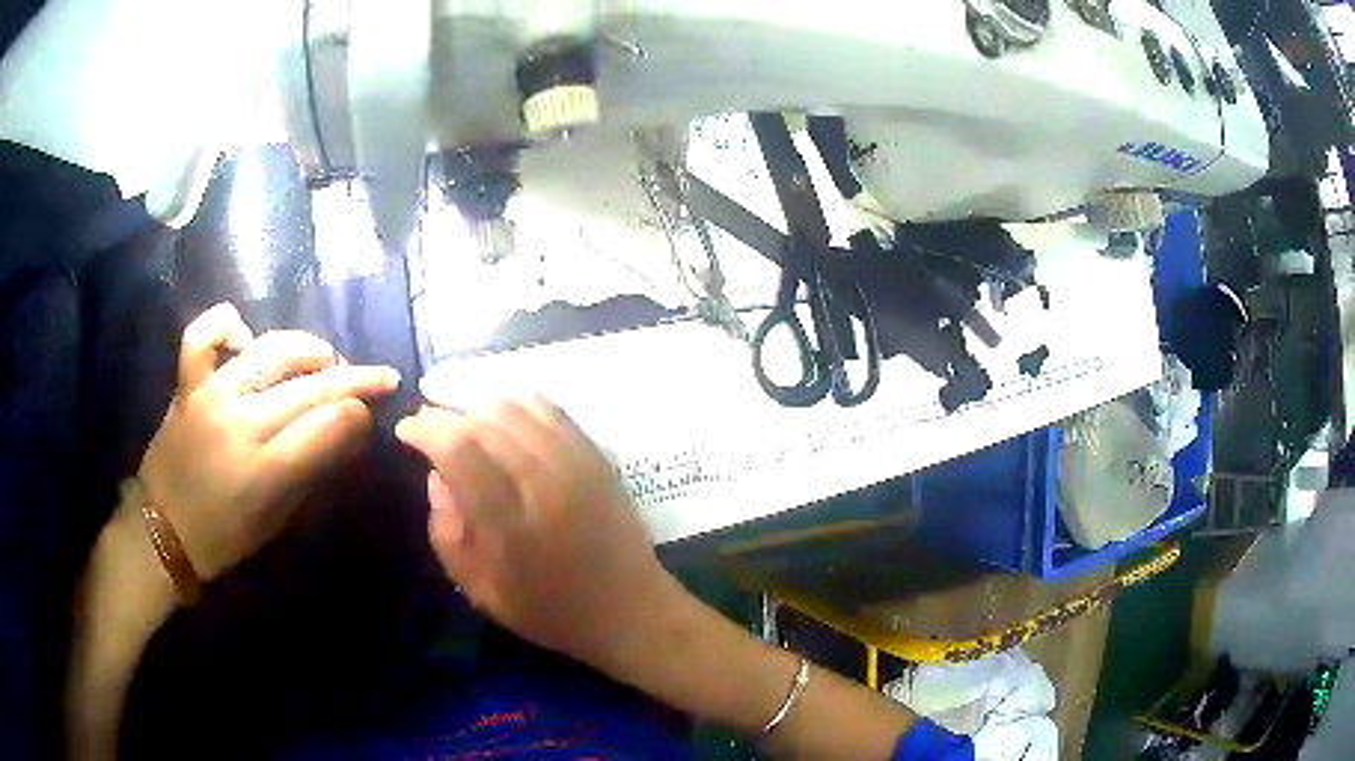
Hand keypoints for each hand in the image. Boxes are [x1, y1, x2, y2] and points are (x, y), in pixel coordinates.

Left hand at [137, 303, 399, 580]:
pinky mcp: (187, 383)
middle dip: (353, 379)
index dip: (359, 414)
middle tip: (378, 376)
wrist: (162, 531)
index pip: (327, 424)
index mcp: (264, 471)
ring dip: (308, 348)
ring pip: (270, 350)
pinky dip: (228, 324)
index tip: (371, 415)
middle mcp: (239, 423)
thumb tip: (349, 431)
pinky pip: (204, 334)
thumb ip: (312, 472)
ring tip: (325, 358)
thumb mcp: (277, 521)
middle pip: (308, 386)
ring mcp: (210, 395)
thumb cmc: (224, 539)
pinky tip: (247, 336)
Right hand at [395, 396, 678, 670]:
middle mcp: (544, 483)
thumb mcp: (481, 591)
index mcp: (510, 524)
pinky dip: (518, 398)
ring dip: (477, 398)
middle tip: (425, 417)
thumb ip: (447, 533)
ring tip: (455, 405)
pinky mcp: (597, 457)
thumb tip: (436, 477)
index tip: (405, 430)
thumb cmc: (549, 611)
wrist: (629, 609)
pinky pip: (552, 410)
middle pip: (484, 420)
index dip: (425, 430)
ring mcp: (576, 464)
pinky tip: (498, 404)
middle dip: (445, 410)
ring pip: (518, 405)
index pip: (458, 450)